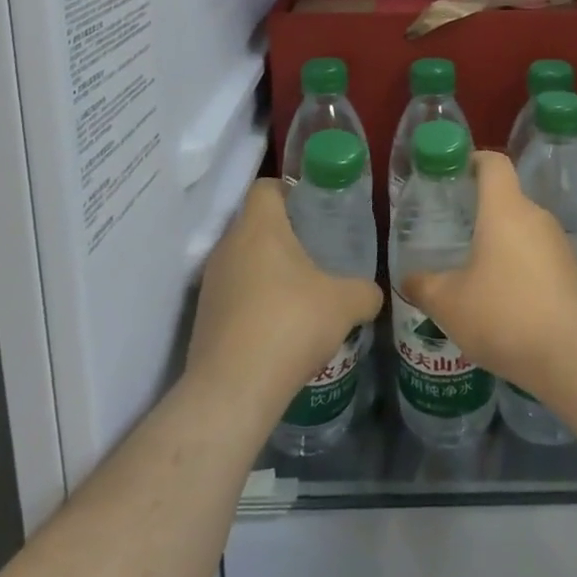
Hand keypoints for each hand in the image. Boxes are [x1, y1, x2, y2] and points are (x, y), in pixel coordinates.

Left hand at [186, 179, 382, 428]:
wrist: (233, 389)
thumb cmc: (291, 324)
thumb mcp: (345, 304)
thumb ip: (364, 291)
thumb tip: (372, 294)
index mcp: (259, 226)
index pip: (266, 187)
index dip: (289, 191)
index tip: (312, 210)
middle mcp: (228, 246)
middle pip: (254, 224)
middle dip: (283, 235)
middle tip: (315, 252)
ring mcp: (211, 282)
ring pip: (243, 260)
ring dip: (268, 271)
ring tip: (300, 294)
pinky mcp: (203, 317)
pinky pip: (233, 294)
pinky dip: (254, 302)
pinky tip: (279, 328)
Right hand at [401, 151, 576, 393]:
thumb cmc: (506, 314)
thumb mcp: (450, 304)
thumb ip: (424, 286)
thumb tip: (408, 279)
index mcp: (505, 209)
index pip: (493, 162)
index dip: (473, 160)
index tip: (452, 174)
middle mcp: (535, 217)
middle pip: (506, 199)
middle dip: (478, 212)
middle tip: (450, 232)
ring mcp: (558, 245)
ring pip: (521, 231)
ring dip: (498, 245)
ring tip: (471, 272)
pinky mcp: (572, 274)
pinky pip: (537, 258)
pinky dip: (517, 269)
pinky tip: (501, 302)